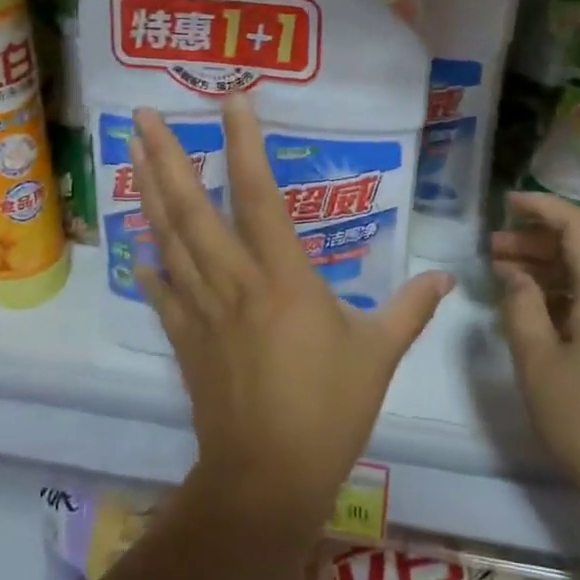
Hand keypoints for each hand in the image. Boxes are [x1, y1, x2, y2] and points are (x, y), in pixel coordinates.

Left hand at [131, 97, 453, 533]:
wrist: (268, 478)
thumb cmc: (329, 411)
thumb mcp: (379, 355)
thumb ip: (410, 308)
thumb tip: (448, 276)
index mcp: (284, 278)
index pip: (260, 196)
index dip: (245, 145)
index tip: (232, 102)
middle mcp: (235, 282)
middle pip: (194, 209)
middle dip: (167, 157)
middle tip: (142, 115)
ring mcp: (202, 310)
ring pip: (169, 239)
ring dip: (148, 193)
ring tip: (130, 153)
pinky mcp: (184, 339)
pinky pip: (162, 292)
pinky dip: (149, 264)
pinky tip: (137, 244)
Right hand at [491, 192, 579, 529]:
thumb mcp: (540, 365)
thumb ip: (521, 309)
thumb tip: (514, 274)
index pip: (579, 226)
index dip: (542, 206)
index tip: (506, 202)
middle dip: (536, 241)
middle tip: (491, 248)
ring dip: (547, 271)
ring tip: (503, 276)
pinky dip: (563, 297)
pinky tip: (534, 314)